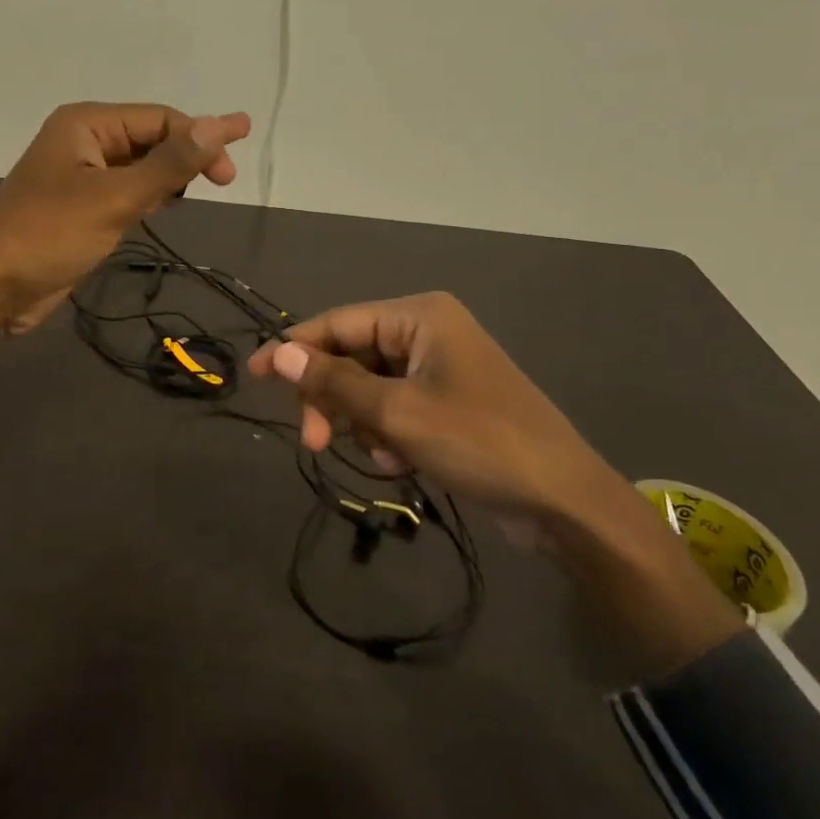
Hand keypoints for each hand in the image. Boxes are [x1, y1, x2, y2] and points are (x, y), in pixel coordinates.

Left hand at [0, 103, 249, 369]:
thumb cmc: (49, 234)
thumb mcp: (115, 198)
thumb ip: (169, 164)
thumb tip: (220, 126)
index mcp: (86, 124)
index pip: (159, 119)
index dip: (201, 138)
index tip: (231, 172)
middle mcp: (84, 141)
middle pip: (151, 138)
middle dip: (187, 155)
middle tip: (225, 182)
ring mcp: (80, 175)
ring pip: (140, 166)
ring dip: (169, 176)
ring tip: (198, 190)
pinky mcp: (80, 207)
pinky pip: (126, 190)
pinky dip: (149, 195)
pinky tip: (166, 205)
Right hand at [248, 292, 744, 677]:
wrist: (565, 502)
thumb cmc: (480, 443)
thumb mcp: (397, 413)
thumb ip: (333, 381)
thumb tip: (275, 353)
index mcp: (419, 316)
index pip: (338, 322)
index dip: (293, 349)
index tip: (254, 376)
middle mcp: (428, 331)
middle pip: (352, 356)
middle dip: (333, 399)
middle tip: (312, 442)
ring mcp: (441, 368)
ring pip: (371, 387)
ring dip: (363, 423)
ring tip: (383, 457)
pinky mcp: (449, 402)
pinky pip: (396, 408)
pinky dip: (389, 435)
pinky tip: (403, 464)